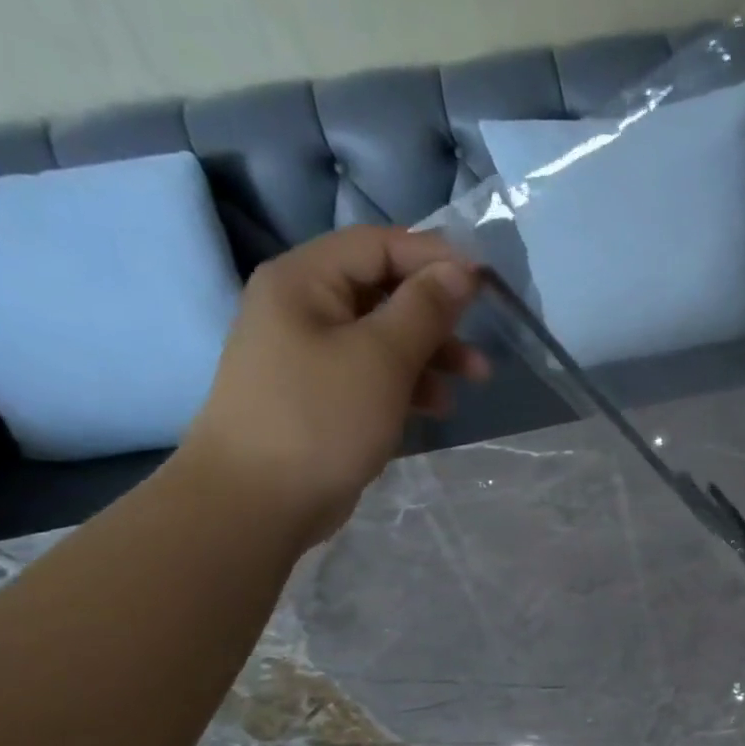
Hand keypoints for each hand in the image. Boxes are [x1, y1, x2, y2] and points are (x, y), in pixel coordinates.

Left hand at [182, 227, 488, 544]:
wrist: (258, 501)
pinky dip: (411, 383)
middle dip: (439, 314)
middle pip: (384, 290)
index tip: (486, 284)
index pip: (378, 245)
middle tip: (482, 339)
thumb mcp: (382, 358)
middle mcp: (303, 307)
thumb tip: (461, 270)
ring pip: (386, 336)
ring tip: (474, 381)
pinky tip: (437, 408)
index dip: (435, 257)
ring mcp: (311, 353)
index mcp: (304, 281)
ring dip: (433, 353)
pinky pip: (376, 372)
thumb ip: (425, 309)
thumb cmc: (320, 418)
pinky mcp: (323, 394)